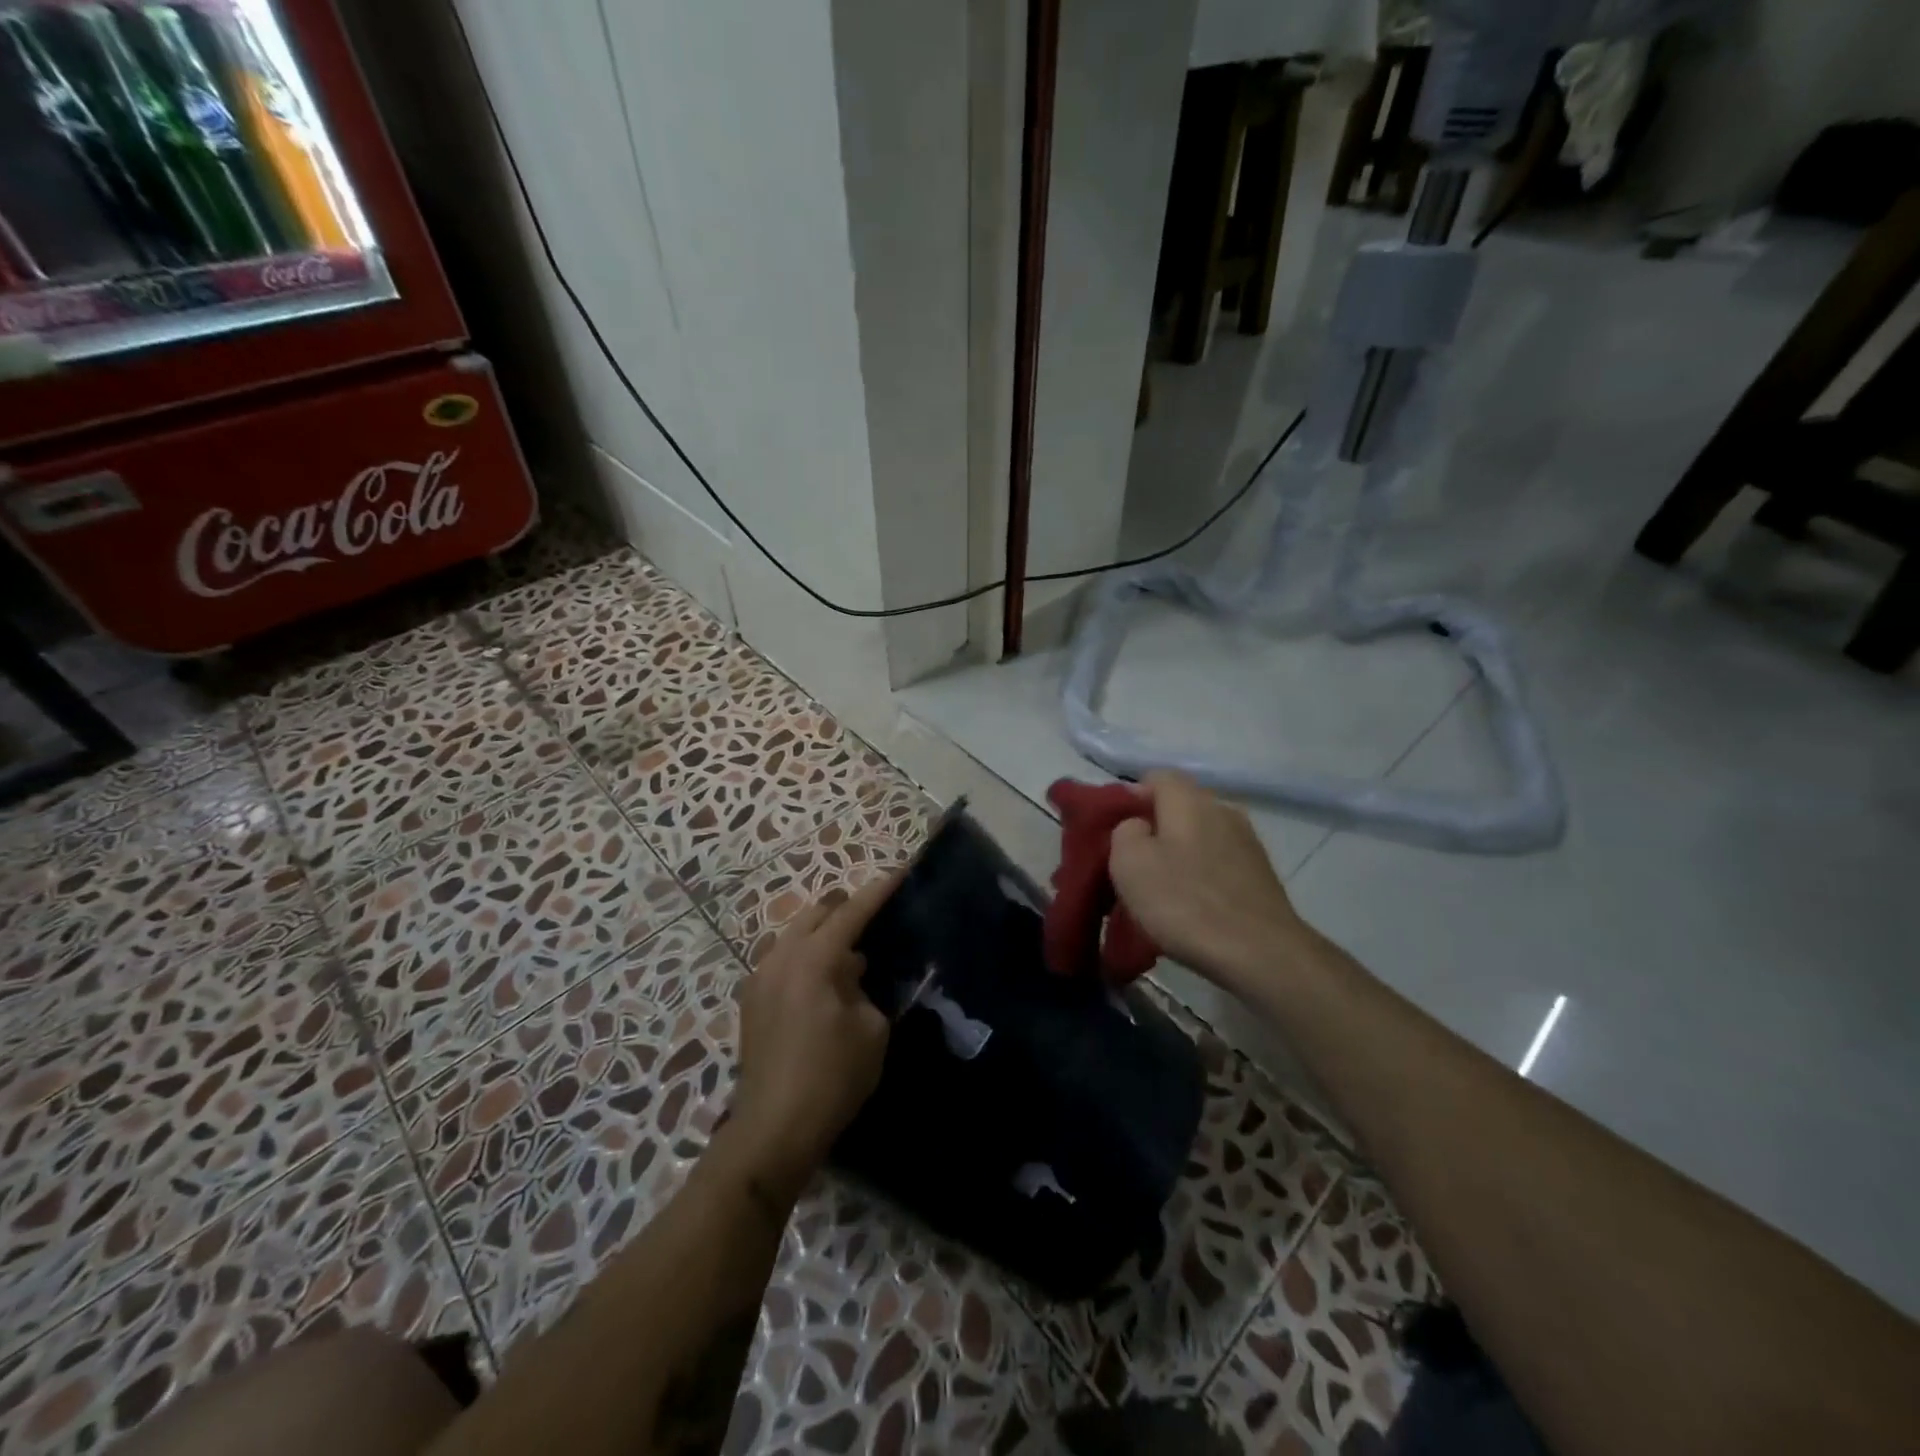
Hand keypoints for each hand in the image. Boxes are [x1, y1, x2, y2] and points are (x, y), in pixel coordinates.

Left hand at [728, 877, 894, 1199]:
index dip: (879, 891)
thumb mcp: (871, 1029)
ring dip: (825, 935)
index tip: (902, 872)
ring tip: (853, 955)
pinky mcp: (751, 1000)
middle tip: (878, 917)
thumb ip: (865, 988)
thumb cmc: (832, 1077)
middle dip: (847, 908)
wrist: (773, 1129)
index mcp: (813, 959)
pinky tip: (826, 982)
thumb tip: (853, 973)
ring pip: (796, 935)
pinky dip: (807, 957)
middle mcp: (780, 956)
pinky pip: (783, 959)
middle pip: (817, 913)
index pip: (852, 911)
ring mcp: (760, 977)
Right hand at [1108, 771, 1310, 991]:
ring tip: (1161, 892)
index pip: (1154, 777)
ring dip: (1179, 856)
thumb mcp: (1129, 862)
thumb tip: (1139, 827)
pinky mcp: (1261, 874)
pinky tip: (1192, 908)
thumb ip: (1125, 831)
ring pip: (1199, 837)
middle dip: (1154, 830)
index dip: (1129, 800)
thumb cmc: (1185, 902)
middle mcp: (1222, 809)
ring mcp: (1247, 842)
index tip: (1114, 834)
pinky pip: (1218, 864)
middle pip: (1178, 807)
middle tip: (1132, 866)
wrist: (1261, 954)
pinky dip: (1202, 878)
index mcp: (1189, 799)